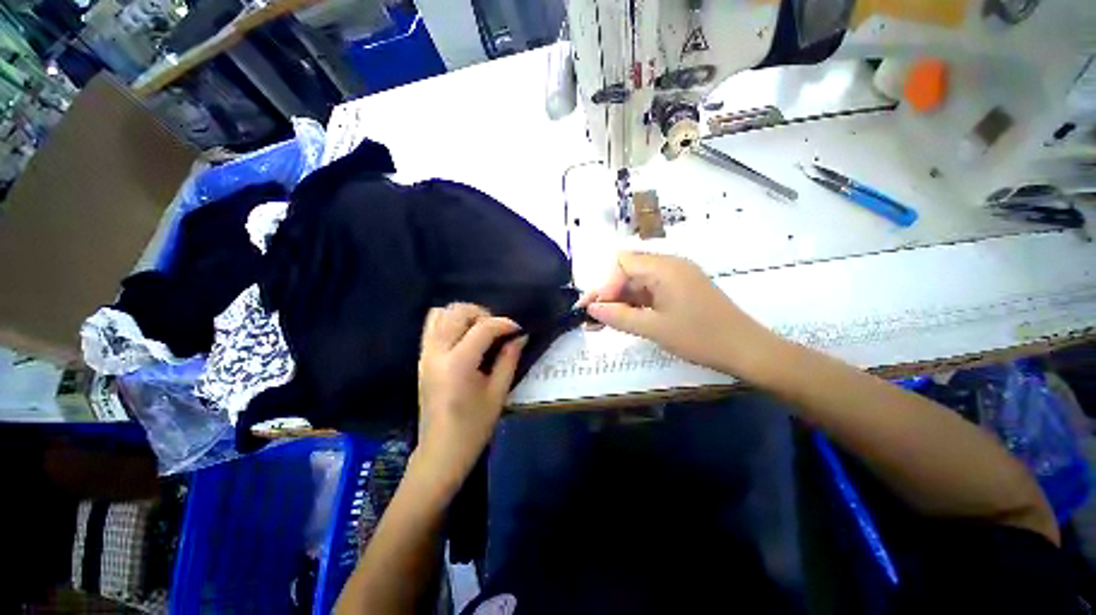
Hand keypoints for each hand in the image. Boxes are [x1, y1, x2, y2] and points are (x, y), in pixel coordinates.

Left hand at [416, 303, 525, 486]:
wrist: (441, 451)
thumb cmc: (473, 427)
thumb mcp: (498, 393)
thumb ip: (509, 359)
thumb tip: (520, 337)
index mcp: (458, 363)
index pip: (483, 328)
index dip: (504, 324)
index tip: (519, 330)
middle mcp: (437, 352)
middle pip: (458, 311)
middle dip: (483, 314)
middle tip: (498, 330)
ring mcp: (426, 354)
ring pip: (440, 313)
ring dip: (464, 315)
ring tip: (480, 330)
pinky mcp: (422, 358)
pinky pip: (432, 326)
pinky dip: (449, 321)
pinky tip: (464, 337)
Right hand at [579, 252, 778, 377]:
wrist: (748, 351)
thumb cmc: (701, 337)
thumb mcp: (654, 328)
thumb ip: (619, 317)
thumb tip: (590, 308)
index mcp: (665, 268)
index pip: (621, 264)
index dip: (604, 285)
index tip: (592, 310)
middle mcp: (670, 266)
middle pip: (628, 272)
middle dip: (608, 294)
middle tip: (592, 319)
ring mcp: (677, 277)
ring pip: (638, 283)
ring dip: (619, 301)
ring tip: (602, 323)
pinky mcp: (681, 290)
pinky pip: (651, 292)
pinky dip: (635, 305)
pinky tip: (625, 320)